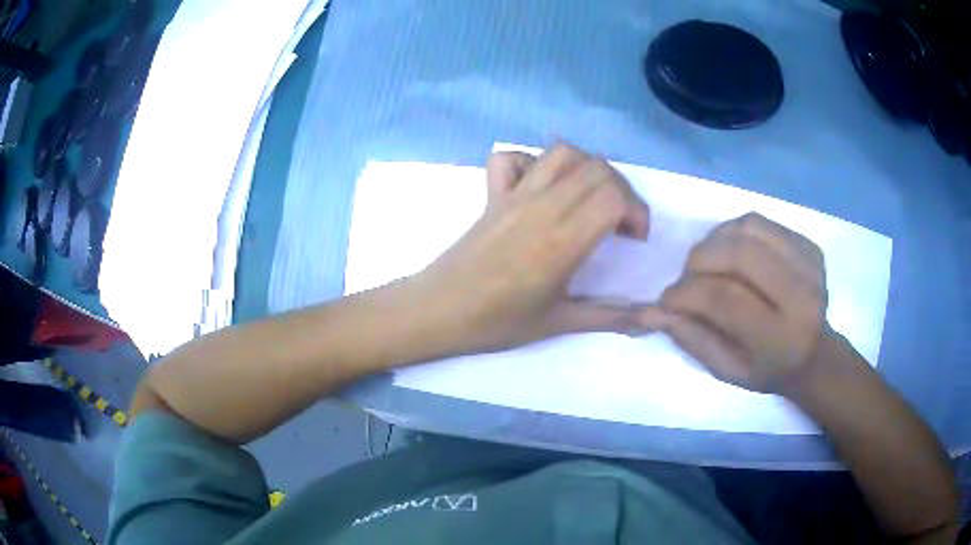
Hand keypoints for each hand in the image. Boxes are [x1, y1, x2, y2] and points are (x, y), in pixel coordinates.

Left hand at [410, 143, 650, 354]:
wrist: (439, 310)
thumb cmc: (497, 322)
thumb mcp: (558, 323)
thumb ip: (608, 317)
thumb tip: (650, 322)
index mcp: (563, 241)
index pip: (613, 197)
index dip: (636, 211)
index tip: (634, 238)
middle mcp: (542, 207)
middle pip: (597, 169)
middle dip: (621, 189)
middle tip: (620, 222)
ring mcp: (514, 195)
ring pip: (561, 153)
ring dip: (586, 168)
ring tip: (588, 199)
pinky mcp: (492, 194)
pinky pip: (511, 158)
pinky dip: (531, 162)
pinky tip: (539, 187)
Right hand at [640, 212, 836, 394]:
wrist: (815, 355)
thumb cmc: (767, 370)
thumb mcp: (727, 370)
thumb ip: (691, 338)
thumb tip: (651, 309)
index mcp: (780, 336)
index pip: (725, 299)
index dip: (687, 293)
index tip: (667, 299)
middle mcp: (800, 295)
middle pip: (740, 253)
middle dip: (700, 259)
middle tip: (688, 276)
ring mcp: (809, 265)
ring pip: (749, 227)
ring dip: (717, 239)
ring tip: (710, 262)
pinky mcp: (810, 246)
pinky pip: (763, 222)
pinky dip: (736, 231)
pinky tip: (733, 252)